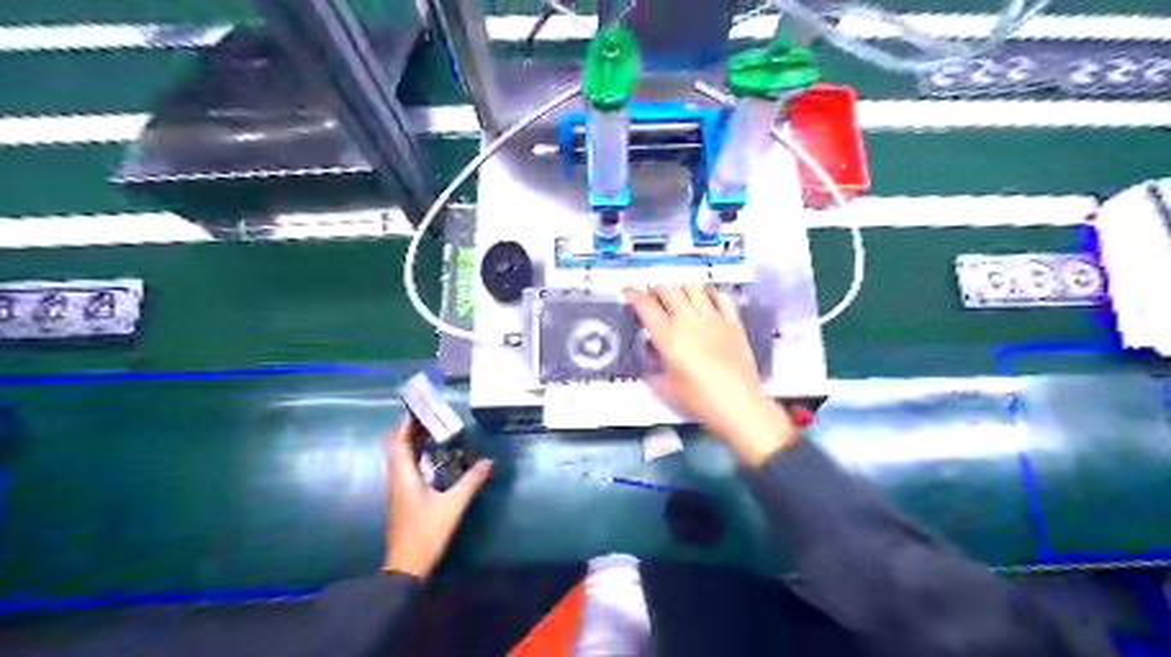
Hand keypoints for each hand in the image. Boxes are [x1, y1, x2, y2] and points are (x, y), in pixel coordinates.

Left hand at [385, 419, 493, 576]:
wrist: (405, 567)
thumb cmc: (426, 534)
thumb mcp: (453, 507)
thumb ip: (470, 482)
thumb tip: (488, 461)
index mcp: (404, 476)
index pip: (399, 441)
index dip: (406, 423)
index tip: (419, 407)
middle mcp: (396, 479)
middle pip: (396, 446)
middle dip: (409, 429)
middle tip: (430, 417)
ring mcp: (397, 489)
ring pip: (399, 457)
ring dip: (411, 442)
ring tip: (433, 430)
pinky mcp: (402, 498)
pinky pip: (404, 467)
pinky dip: (415, 455)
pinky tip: (432, 457)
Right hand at [626, 282, 801, 466]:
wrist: (738, 404)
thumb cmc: (699, 400)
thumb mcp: (664, 388)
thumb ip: (651, 366)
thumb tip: (650, 351)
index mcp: (668, 335)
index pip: (645, 304)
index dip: (633, 295)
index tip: (629, 293)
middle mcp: (689, 320)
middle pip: (668, 289)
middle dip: (656, 290)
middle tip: (653, 300)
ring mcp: (713, 318)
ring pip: (693, 287)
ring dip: (681, 289)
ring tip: (678, 299)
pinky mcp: (733, 322)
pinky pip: (721, 296)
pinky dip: (710, 294)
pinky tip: (707, 302)